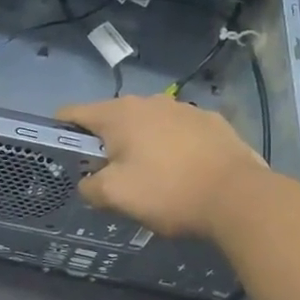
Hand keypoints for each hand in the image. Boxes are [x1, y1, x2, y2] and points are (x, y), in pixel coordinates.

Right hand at [58, 94, 269, 238]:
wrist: (240, 197)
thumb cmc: (168, 192)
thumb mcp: (115, 196)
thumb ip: (89, 187)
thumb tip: (88, 182)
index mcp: (119, 114)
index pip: (73, 112)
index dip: (60, 131)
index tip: (60, 154)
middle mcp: (150, 101)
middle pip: (111, 119)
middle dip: (104, 143)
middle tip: (108, 176)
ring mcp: (185, 109)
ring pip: (148, 124)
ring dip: (141, 144)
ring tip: (149, 176)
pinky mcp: (213, 122)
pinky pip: (179, 132)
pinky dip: (172, 147)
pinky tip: (182, 172)